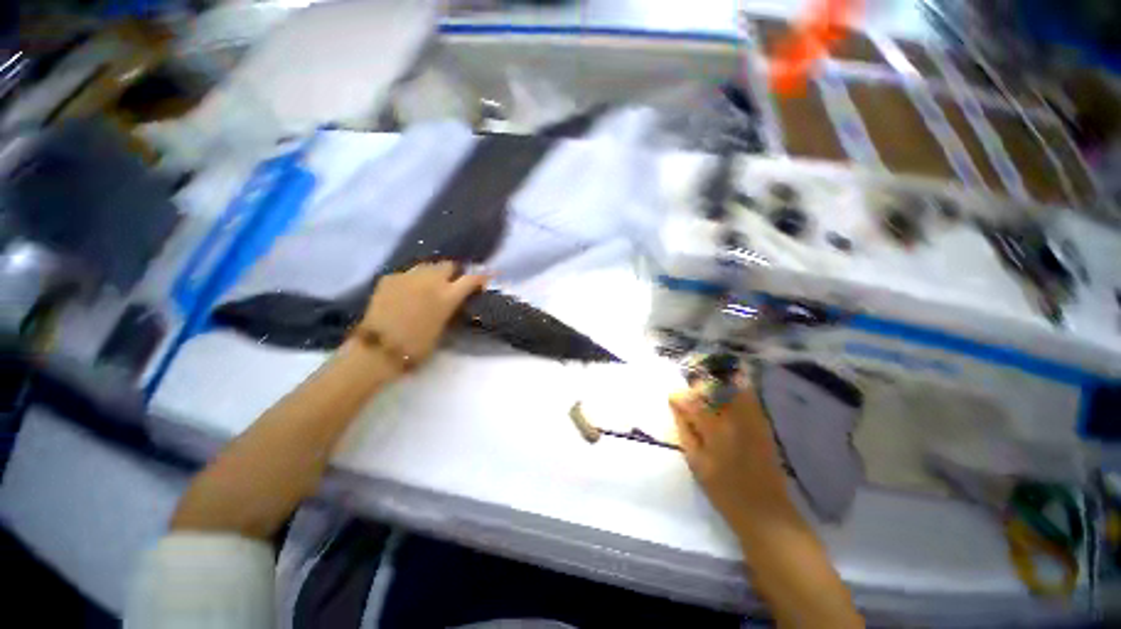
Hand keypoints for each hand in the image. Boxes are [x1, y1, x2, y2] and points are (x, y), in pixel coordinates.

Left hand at [357, 262, 486, 367]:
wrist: (378, 349)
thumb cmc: (417, 346)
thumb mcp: (444, 328)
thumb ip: (452, 309)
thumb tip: (456, 301)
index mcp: (447, 296)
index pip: (472, 279)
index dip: (481, 278)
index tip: (484, 281)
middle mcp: (430, 280)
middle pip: (448, 265)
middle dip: (453, 273)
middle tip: (451, 284)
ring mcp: (408, 276)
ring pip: (427, 265)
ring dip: (432, 274)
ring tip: (428, 286)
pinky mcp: (389, 278)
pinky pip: (407, 274)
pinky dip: (412, 281)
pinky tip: (406, 293)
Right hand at [670, 385, 791, 529]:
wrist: (765, 511)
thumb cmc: (724, 491)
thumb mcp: (696, 463)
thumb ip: (685, 431)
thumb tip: (676, 408)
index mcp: (716, 429)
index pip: (693, 402)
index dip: (680, 397)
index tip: (672, 398)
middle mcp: (736, 418)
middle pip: (715, 388)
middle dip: (699, 386)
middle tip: (689, 393)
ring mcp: (753, 419)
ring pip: (734, 387)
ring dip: (718, 385)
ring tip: (707, 392)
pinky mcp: (763, 424)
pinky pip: (748, 397)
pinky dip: (735, 391)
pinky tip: (726, 399)